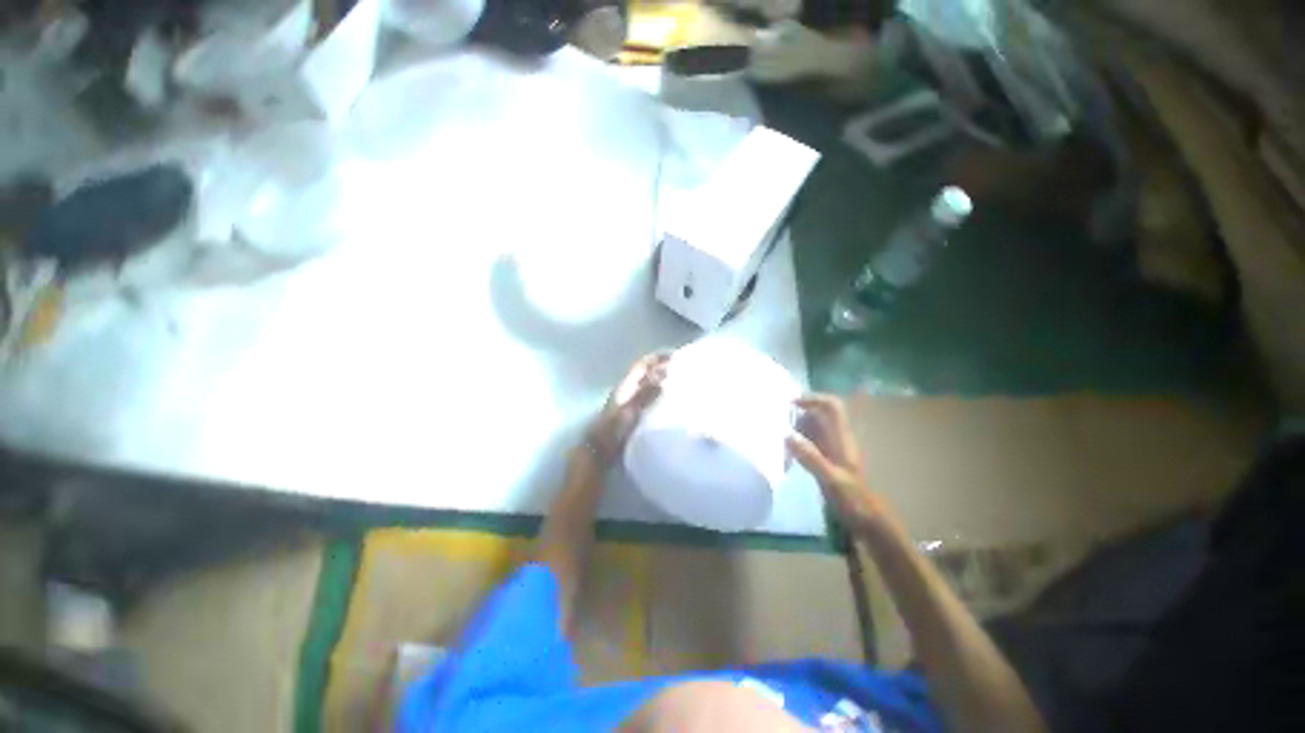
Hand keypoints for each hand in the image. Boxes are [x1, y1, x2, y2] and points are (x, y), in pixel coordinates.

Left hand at [582, 352, 670, 467]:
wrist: (600, 452)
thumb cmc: (612, 431)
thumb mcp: (629, 411)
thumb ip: (645, 394)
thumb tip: (663, 376)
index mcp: (625, 386)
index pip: (642, 365)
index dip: (657, 358)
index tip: (675, 355)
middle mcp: (627, 390)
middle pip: (646, 373)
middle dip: (662, 367)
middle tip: (683, 368)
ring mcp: (630, 402)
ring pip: (648, 385)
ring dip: (662, 380)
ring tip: (680, 381)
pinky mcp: (633, 414)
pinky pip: (649, 398)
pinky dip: (660, 394)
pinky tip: (670, 400)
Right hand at [786, 394, 889, 531]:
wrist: (867, 522)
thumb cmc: (853, 500)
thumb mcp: (830, 479)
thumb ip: (810, 457)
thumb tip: (786, 435)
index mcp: (842, 438)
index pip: (831, 406)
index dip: (813, 399)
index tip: (790, 403)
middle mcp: (837, 439)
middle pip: (819, 414)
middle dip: (799, 412)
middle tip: (776, 419)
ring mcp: (832, 450)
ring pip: (813, 428)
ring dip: (796, 427)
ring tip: (776, 433)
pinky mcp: (826, 461)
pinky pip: (810, 443)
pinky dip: (797, 441)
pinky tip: (785, 451)